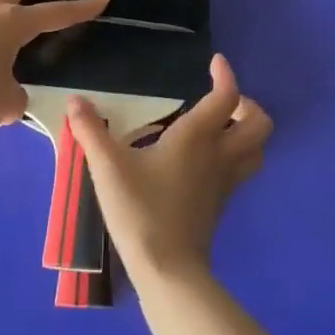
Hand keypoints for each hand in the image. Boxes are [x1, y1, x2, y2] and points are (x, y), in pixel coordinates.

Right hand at [67, 55, 270, 285]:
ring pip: (258, 149)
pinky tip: (207, 158)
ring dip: (248, 131)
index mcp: (198, 137)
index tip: (214, 63)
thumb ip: (90, 131)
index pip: (227, 96)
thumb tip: (74, 101)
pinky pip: (243, 169)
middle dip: (248, 105)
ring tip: (221, 126)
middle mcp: (220, 154)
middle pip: (259, 123)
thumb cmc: (141, 210)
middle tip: (222, 101)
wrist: (168, 271)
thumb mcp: (108, 167)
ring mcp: (225, 181)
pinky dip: (237, 154)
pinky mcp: (222, 203)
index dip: (225, 75)